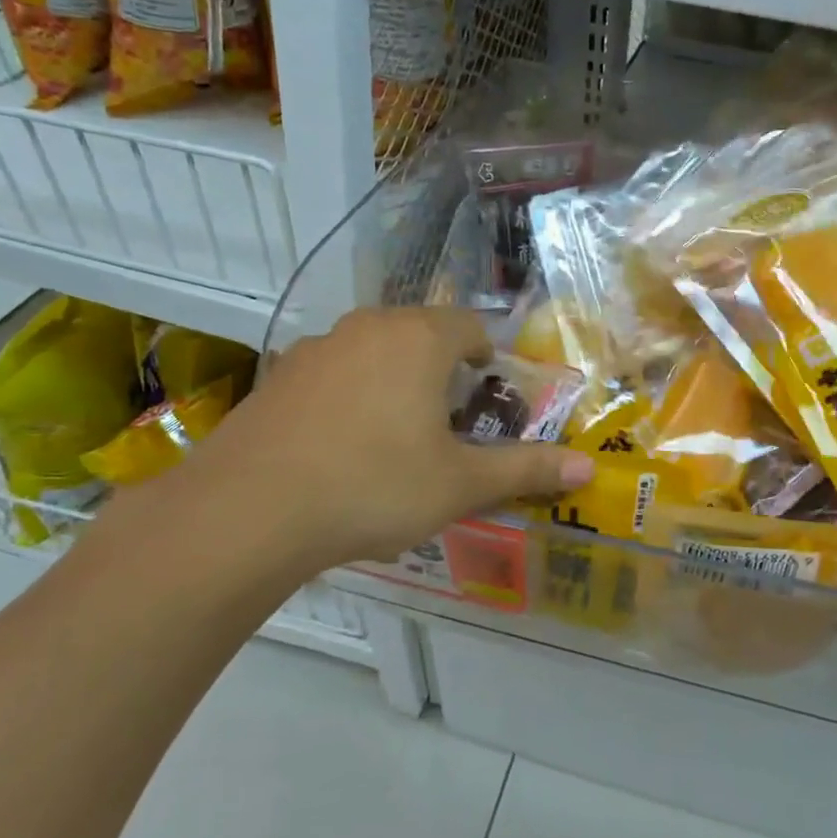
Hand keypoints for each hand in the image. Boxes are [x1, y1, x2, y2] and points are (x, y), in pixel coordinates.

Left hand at [104, 308, 593, 597]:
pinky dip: (349, 395)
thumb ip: (526, 470)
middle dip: (442, 369)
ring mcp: (316, 347)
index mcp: (419, 338)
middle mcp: (369, 327)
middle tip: (449, 421)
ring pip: (374, 351)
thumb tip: (587, 469)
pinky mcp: (278, 376)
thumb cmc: (374, 485)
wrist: (248, 510)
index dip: (487, 357)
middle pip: (421, 333)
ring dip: (394, 379)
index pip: (470, 327)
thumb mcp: (460, 484)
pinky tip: (339, 447)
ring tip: (395, 436)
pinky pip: (332, 373)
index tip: (487, 394)